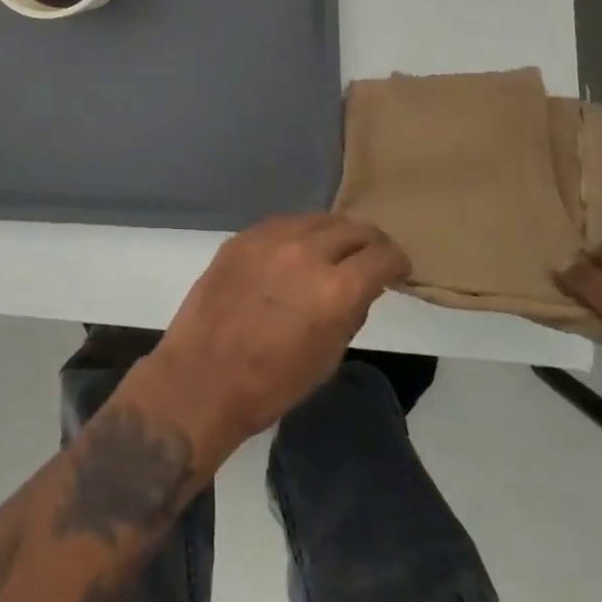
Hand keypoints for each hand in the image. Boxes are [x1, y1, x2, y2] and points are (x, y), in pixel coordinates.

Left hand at [142, 214, 409, 457]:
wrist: (203, 376)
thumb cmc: (272, 383)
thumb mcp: (328, 357)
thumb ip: (350, 312)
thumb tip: (362, 287)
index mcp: (335, 289)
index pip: (381, 255)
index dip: (396, 261)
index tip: (398, 269)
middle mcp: (306, 252)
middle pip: (352, 228)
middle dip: (370, 241)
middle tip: (373, 255)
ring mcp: (270, 239)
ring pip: (317, 219)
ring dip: (334, 232)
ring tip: (336, 248)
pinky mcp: (243, 237)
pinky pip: (283, 224)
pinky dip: (300, 233)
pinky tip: (297, 249)